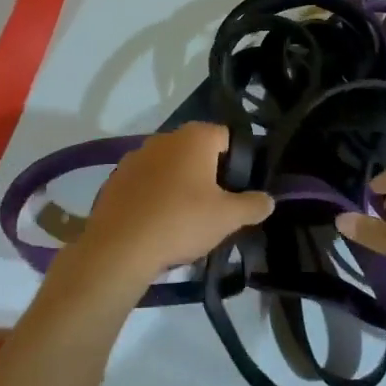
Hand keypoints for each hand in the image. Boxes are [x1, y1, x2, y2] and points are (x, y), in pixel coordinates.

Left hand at [69, 123, 272, 291]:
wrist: (119, 248)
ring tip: (184, 218)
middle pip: (196, 150)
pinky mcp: (115, 178)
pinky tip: (157, 222)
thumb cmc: (181, 222)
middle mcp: (164, 138)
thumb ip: (252, 205)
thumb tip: (269, 200)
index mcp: (195, 137)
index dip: (238, 162)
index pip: (227, 137)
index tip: (238, 189)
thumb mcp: (227, 218)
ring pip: (169, 166)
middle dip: (207, 173)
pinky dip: (154, 195)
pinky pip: (145, 182)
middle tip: (215, 206)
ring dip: (179, 184)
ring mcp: (136, 156)